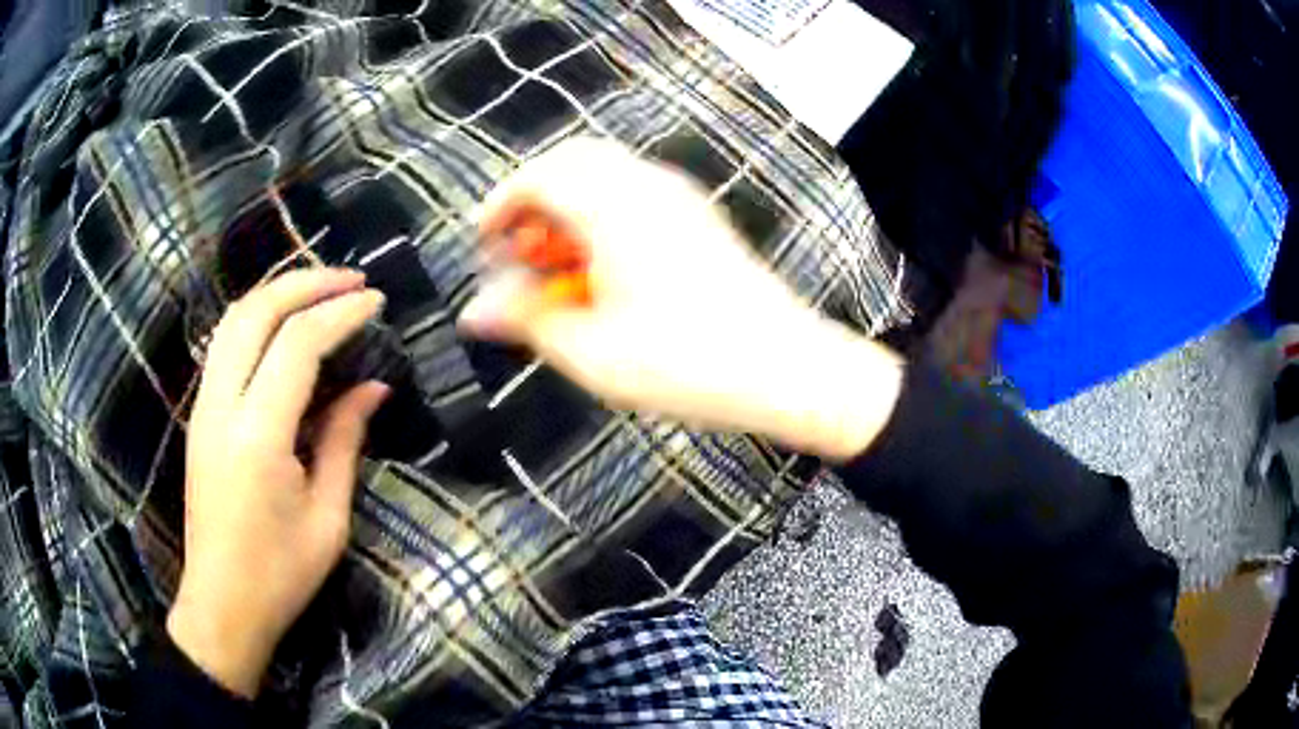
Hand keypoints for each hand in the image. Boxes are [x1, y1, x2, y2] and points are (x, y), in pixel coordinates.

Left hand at [168, 268, 388, 697]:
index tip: (376, 300)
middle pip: (256, 311)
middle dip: (306, 283)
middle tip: (351, 279)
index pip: (298, 344)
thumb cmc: (280, 574)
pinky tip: (284, 325)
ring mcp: (203, 407)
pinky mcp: (200, 415)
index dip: (340, 313)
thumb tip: (374, 388)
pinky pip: (225, 343)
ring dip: (278, 292)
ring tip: (321, 289)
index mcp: (257, 436)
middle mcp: (221, 407)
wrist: (221, 604)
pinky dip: (258, 318)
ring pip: (234, 319)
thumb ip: (346, 441)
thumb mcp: (327, 517)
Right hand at [459, 139, 903, 460]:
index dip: (500, 204)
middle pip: (571, 163)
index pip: (538, 176)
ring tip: (556, 268)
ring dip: (568, 209)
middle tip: (518, 252)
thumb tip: (475, 313)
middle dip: (533, 201)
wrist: (784, 366)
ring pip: (604, 177)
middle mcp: (646, 185)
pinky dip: (602, 217)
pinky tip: (602, 270)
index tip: (483, 243)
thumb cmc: (686, 362)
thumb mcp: (591, 351)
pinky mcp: (698, 217)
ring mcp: (679, 197)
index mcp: (613, 206)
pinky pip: (634, 194)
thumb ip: (527, 320)